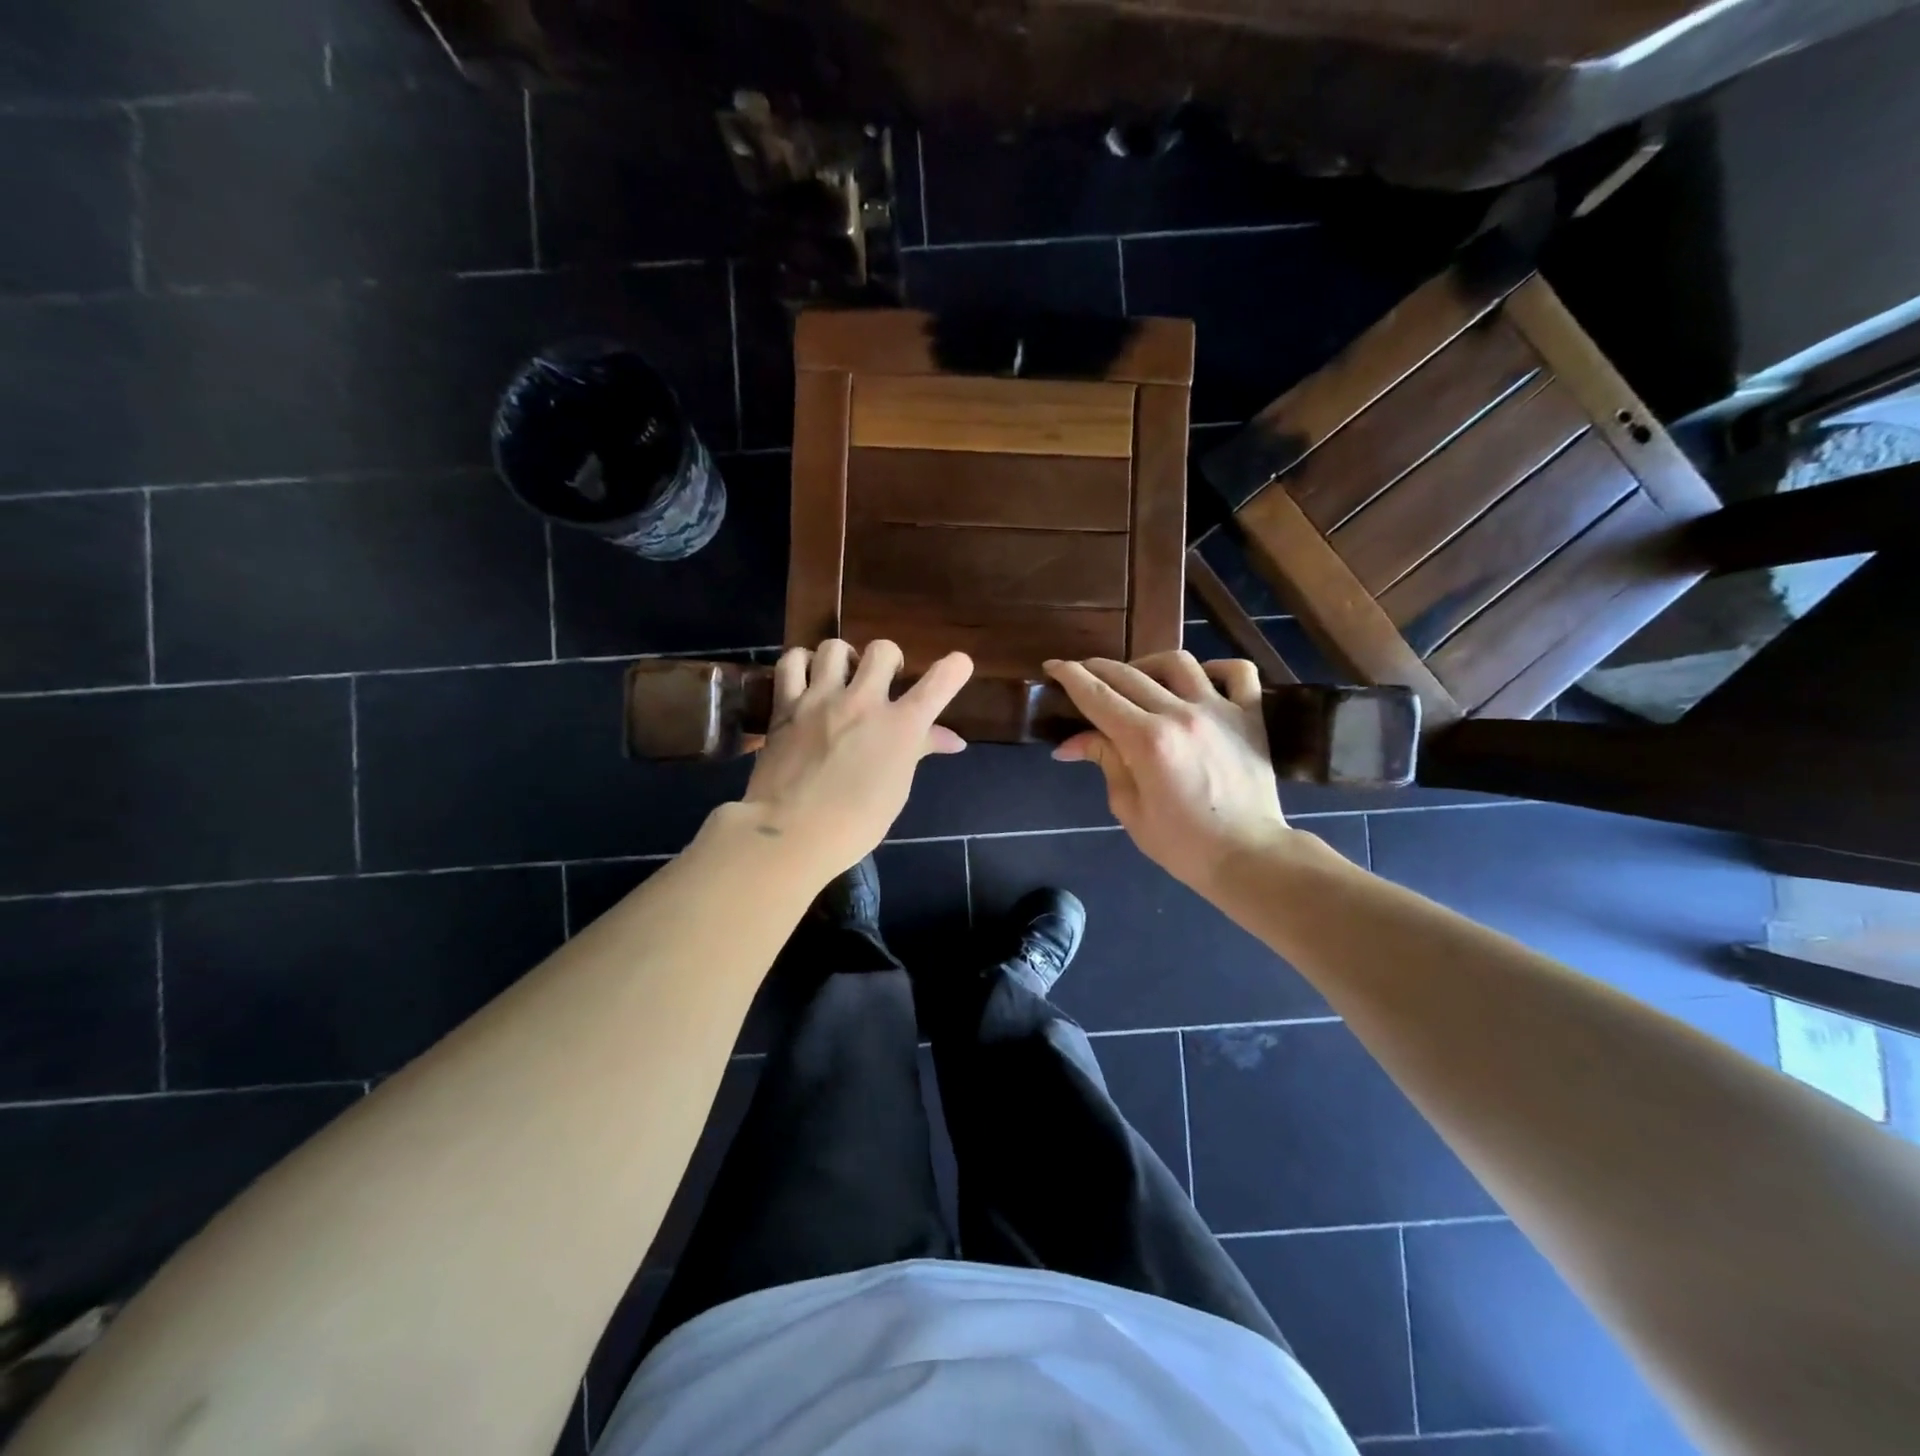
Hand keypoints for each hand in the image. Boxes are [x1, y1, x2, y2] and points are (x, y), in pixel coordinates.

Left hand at [742, 640, 971, 877]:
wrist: (791, 834)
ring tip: (839, 676)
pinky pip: (792, 661)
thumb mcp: (897, 789)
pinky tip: (805, 677)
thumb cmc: (855, 824)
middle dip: (888, 660)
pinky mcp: (785, 705)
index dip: (955, 668)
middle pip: (883, 650)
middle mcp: (863, 702)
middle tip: (882, 681)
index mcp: (900, 727)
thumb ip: (920, 751)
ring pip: (834, 647)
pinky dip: (801, 662)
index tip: (958, 665)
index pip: (939, 682)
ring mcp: (821, 700)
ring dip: (843, 658)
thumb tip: (954, 740)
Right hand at [1045, 652, 1290, 891]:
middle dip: (1097, 669)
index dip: (1070, 677)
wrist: (1248, 857)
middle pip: (1129, 675)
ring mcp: (1219, 710)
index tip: (1053, 666)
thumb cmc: (1182, 844)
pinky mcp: (1250, 716)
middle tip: (1082, 673)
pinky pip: (1237, 674)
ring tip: (1137, 677)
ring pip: (1178, 663)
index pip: (1098, 696)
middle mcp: (1180, 714)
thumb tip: (1071, 743)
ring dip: (1148, 663)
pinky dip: (1217, 668)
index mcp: (1146, 741)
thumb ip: (1105, 762)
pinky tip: (1201, 679)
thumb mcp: (1130, 808)